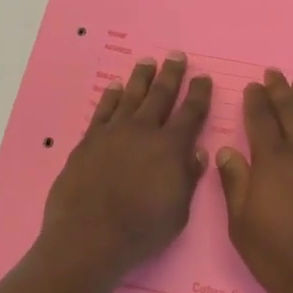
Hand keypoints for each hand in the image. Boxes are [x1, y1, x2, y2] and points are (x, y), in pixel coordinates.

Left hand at [39, 54, 212, 282]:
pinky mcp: (89, 140)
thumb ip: (188, 178)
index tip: (203, 78)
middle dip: (171, 75)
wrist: (89, 235)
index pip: (191, 113)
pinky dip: (111, 96)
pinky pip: (103, 110)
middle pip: (160, 95)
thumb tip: (197, 152)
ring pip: (131, 96)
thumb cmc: (141, 230)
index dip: (199, 94)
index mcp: (171, 148)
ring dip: (141, 77)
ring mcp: (113, 132)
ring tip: (148, 61)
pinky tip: (116, 87)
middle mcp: (143, 131)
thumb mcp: (178, 212)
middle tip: (177, 56)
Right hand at [217, 71, 292, 292]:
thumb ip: (234, 183)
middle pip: (291, 111)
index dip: (255, 101)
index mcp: (271, 161)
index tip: (252, 86)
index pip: (260, 120)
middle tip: (274, 74)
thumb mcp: (240, 223)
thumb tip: (226, 151)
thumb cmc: (277, 253)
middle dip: (280, 91)